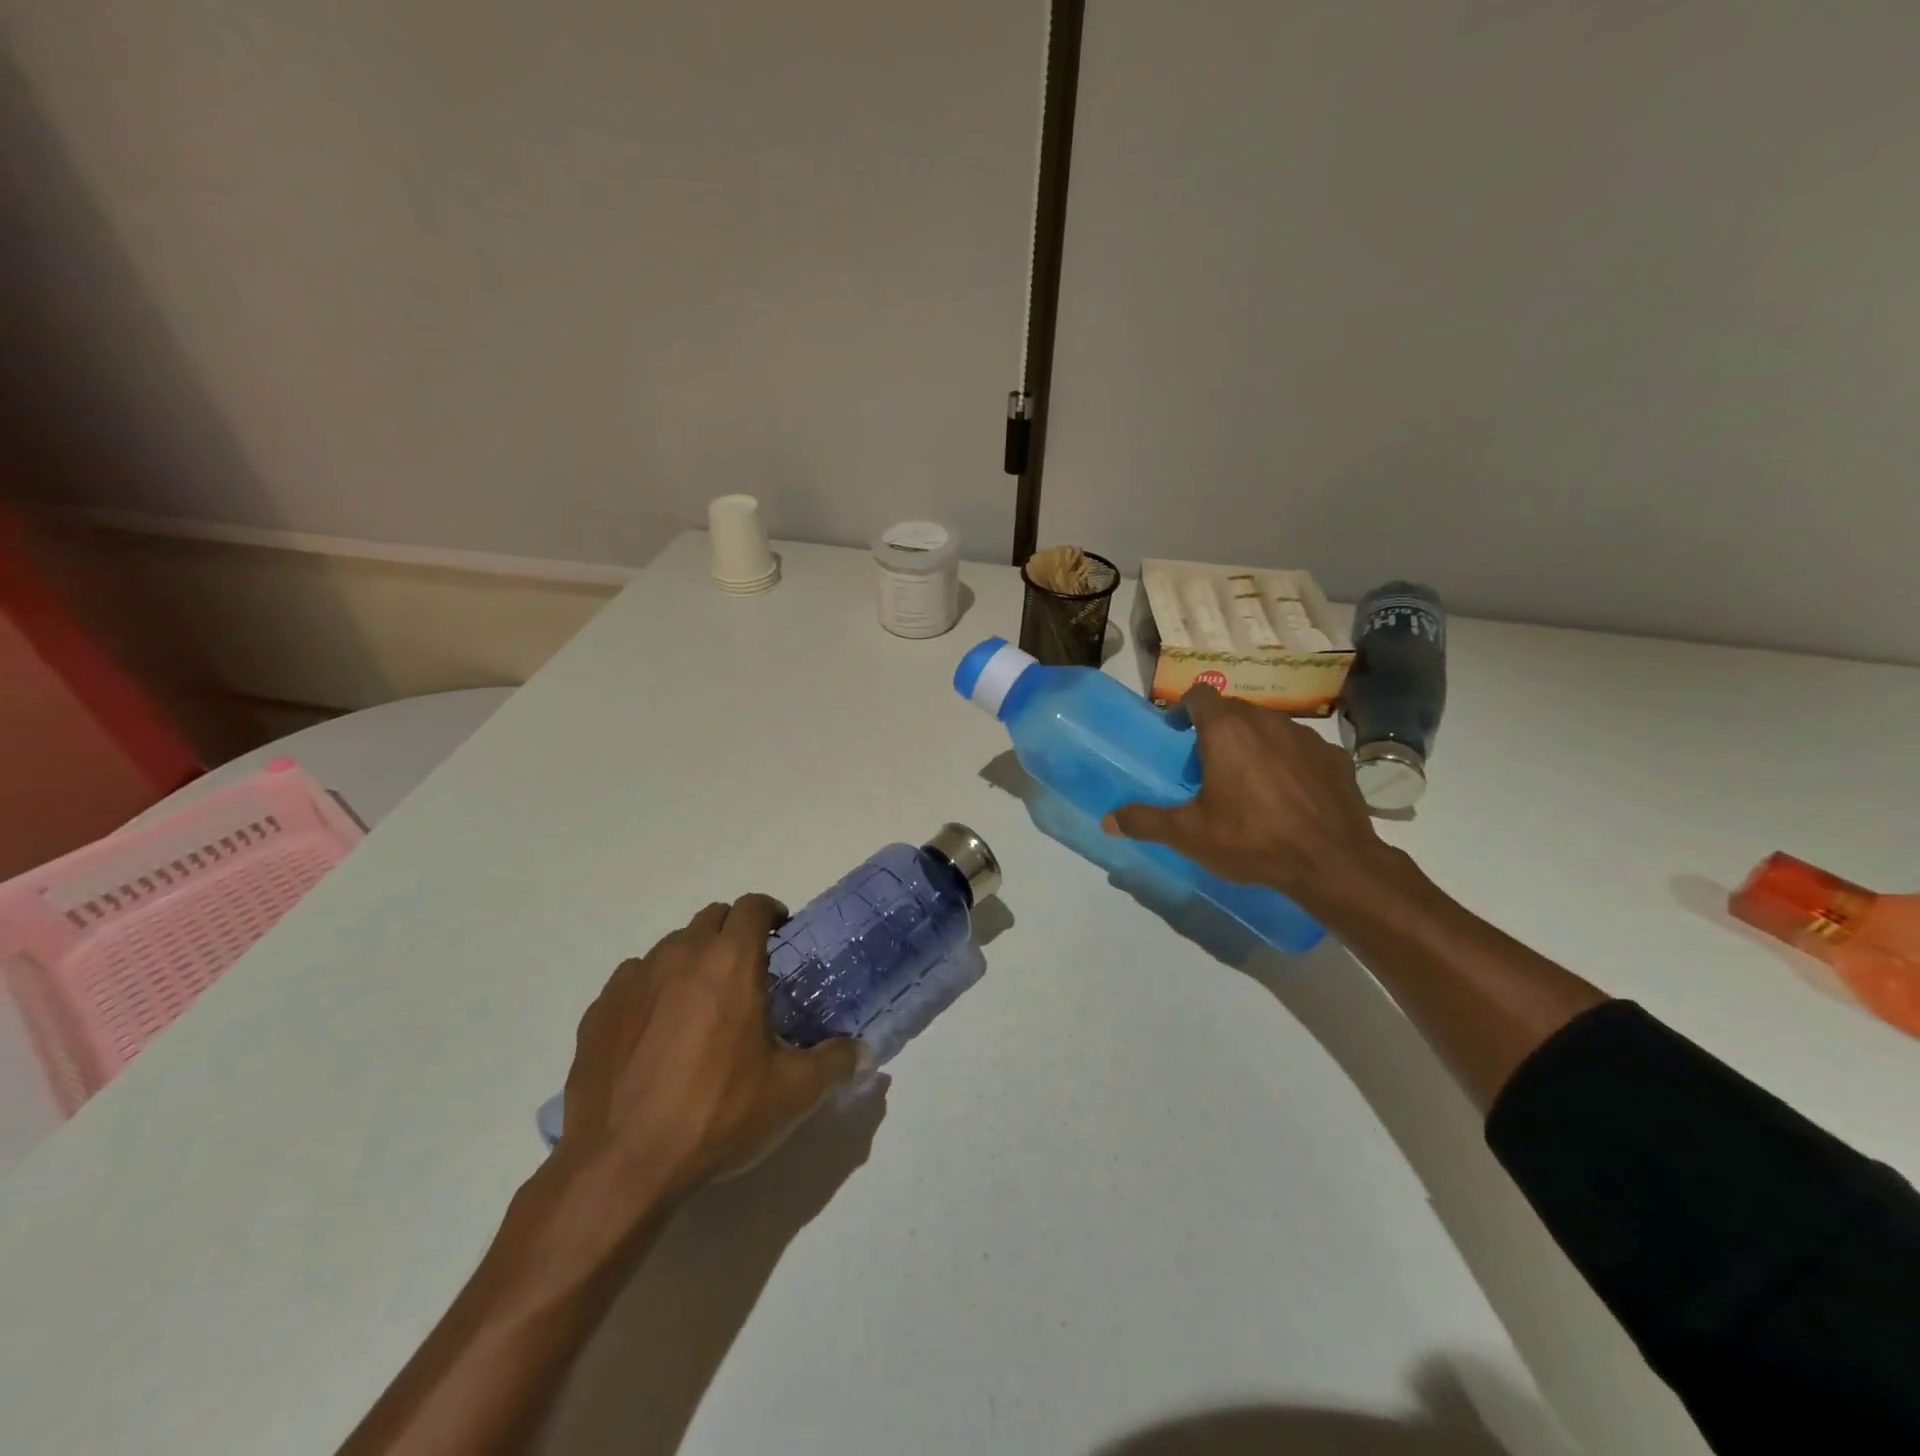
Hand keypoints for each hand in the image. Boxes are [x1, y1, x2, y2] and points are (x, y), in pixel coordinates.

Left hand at [556, 894, 865, 1209]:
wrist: (621, 1166)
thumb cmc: (717, 1115)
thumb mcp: (793, 1093)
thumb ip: (836, 1063)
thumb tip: (864, 1053)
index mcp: (730, 961)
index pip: (753, 906)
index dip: (771, 912)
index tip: (781, 933)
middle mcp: (680, 955)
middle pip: (712, 918)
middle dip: (733, 932)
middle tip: (748, 971)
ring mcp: (633, 980)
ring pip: (671, 947)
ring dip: (693, 960)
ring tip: (702, 1005)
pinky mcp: (599, 1010)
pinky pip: (634, 980)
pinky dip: (653, 990)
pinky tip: (656, 1032)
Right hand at [1103, 685, 1399, 914]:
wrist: (1332, 863)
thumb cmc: (1252, 840)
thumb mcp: (1189, 835)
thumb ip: (1146, 821)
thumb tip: (1107, 820)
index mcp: (1227, 731)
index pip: (1200, 694)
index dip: (1184, 708)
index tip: (1177, 733)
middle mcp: (1267, 722)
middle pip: (1234, 711)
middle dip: (1216, 730)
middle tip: (1207, 767)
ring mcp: (1306, 737)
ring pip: (1269, 727)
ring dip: (1253, 744)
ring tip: (1248, 782)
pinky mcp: (1335, 757)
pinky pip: (1300, 749)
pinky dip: (1288, 762)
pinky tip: (1288, 794)